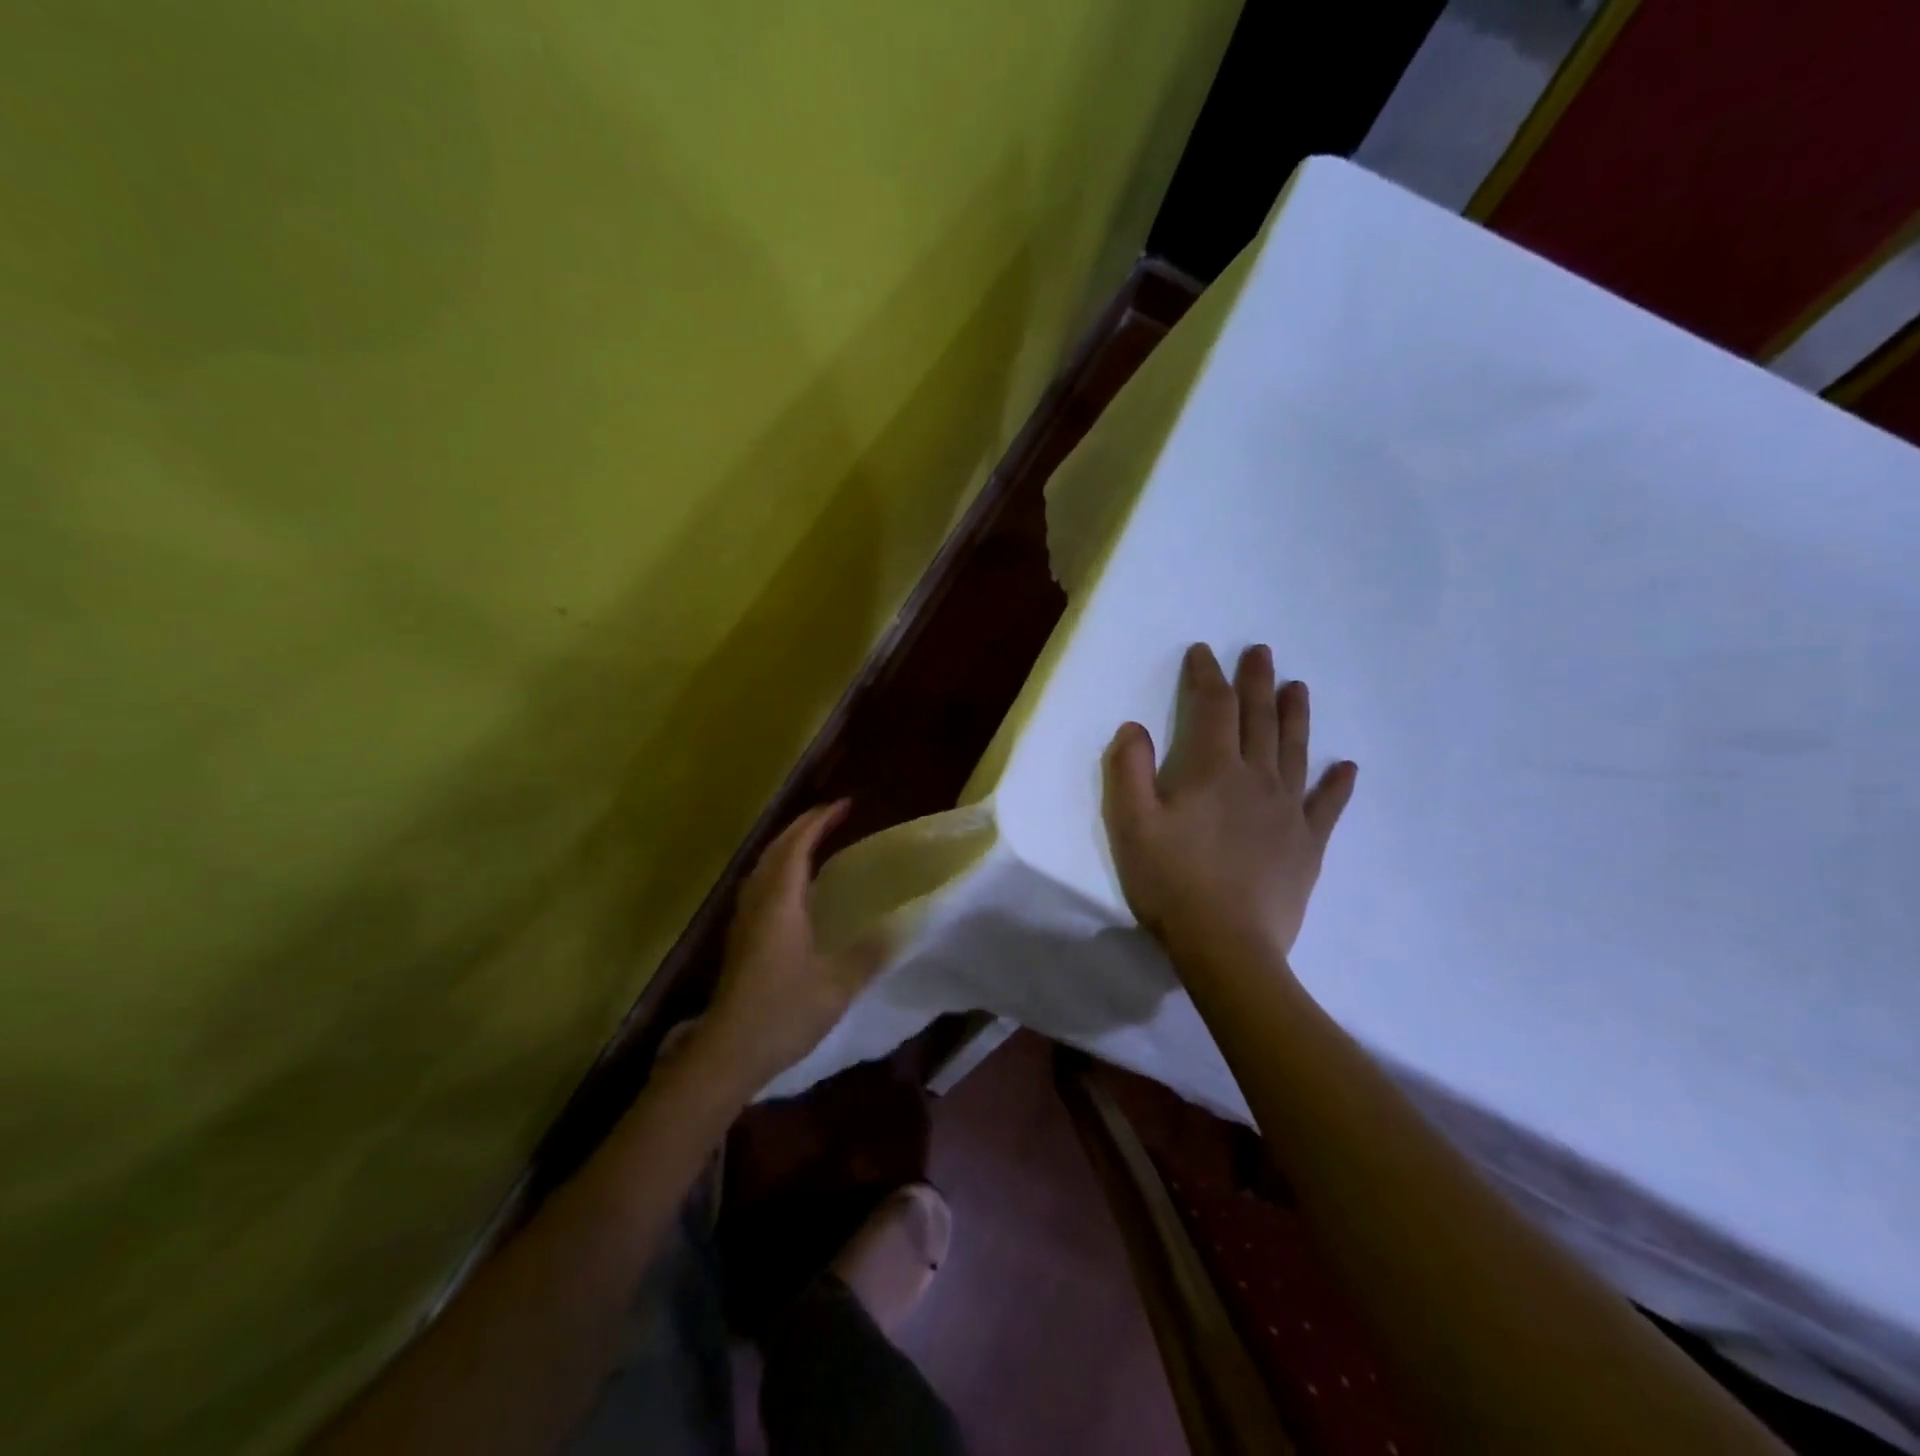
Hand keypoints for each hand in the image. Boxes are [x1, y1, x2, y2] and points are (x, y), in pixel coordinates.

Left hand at [700, 801, 887, 1086]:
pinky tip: (795, 887)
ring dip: (788, 846)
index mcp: (780, 901)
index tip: (845, 805)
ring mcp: (744, 919)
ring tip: (814, 842)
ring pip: (764, 866)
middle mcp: (758, 901)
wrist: (727, 1052)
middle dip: (802, 826)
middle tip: (831, 816)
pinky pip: (760, 885)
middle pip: (776, 849)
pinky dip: (780, 869)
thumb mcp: (838, 984)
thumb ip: (869, 953)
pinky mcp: (740, 937)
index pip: (798, 845)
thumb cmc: (783, 1012)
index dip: (819, 821)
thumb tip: (901, 928)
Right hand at [1103, 643, 1356, 971]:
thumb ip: (1129, 770)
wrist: (1227, 944)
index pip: (1213, 707)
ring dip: (1296, 715)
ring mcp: (1289, 811)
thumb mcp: (1131, 824)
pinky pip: (1327, 806)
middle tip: (1262, 651)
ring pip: (1295, 750)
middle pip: (1260, 718)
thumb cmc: (1172, 882)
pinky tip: (1347, 767)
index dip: (1206, 676)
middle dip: (1257, 681)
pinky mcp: (1308, 844)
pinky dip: (1338, 784)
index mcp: (1213, 770)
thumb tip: (1133, 728)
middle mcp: (1257, 778)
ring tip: (1299, 686)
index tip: (1202, 652)